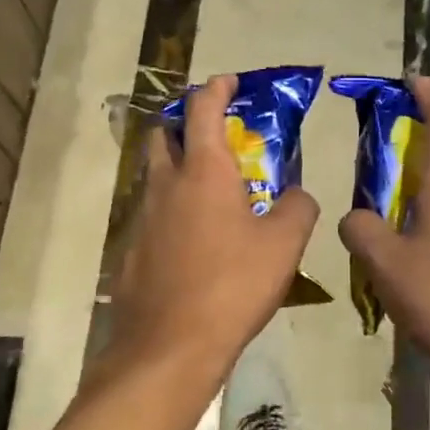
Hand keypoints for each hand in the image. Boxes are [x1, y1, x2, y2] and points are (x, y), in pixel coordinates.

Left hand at [108, 74, 319, 379]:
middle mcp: (166, 184)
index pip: (203, 109)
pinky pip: (153, 216)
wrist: (169, 348)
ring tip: (213, 195)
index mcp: (204, 171)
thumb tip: (296, 195)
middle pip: (164, 134)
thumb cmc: (232, 285)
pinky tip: (195, 244)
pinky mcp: (131, 251)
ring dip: (179, 170)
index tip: (229, 81)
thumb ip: (298, 208)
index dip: (216, 88)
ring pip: (156, 176)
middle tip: (215, 135)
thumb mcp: (285, 244)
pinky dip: (173, 212)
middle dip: (185, 123)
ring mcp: (142, 218)